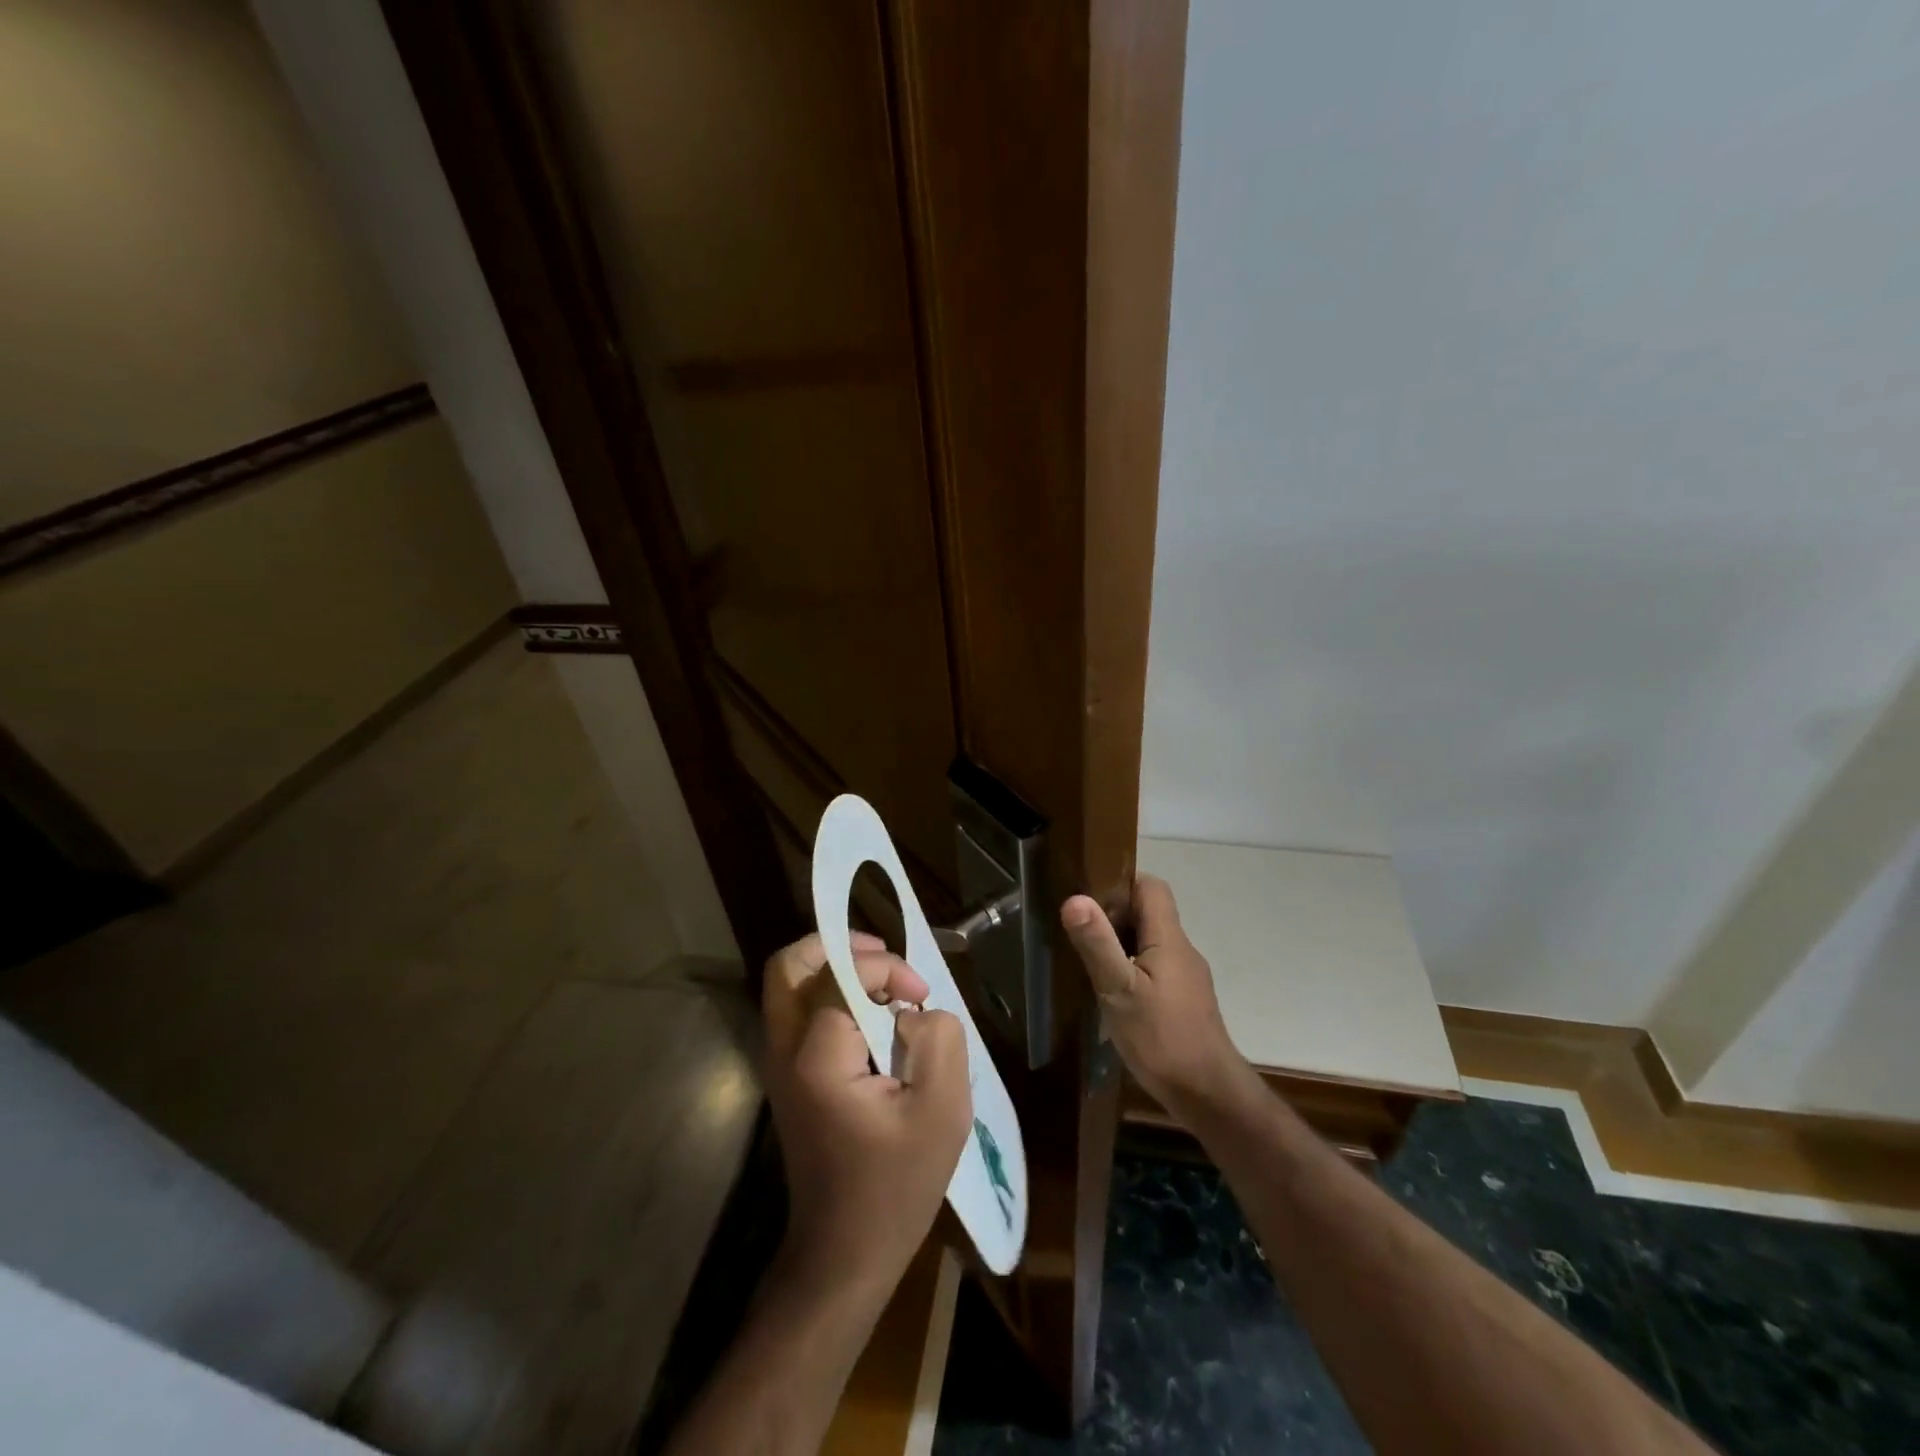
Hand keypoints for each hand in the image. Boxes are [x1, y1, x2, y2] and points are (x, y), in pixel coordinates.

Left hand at [762, 931, 972, 1293]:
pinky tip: (871, 1013)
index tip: (921, 994)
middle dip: (836, 944)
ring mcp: (779, 1065)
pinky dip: (831, 994)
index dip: (884, 968)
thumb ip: (938, 1040)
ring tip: (882, 979)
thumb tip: (916, 1010)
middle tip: (882, 953)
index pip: (839, 974)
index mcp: (816, 1057)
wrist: (843, 1255)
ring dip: (833, 967)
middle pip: (788, 965)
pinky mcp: (788, 1078)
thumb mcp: (941, 1111)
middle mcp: (784, 1051)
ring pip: (789, 985)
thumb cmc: (895, 1187)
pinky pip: (799, 1011)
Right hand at [1061, 875, 1253, 1114]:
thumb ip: (1097, 944)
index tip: (1088, 894)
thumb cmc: (1162, 1038)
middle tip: (1079, 930)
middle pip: (1149, 913)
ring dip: (1121, 943)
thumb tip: (1074, 898)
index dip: (1121, 882)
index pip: (1151, 886)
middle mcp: (1182, 950)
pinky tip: (1112, 994)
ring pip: (1151, 942)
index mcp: (1169, 938)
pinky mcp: (1184, 1000)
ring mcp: (1186, 977)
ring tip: (1088, 960)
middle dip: (1114, 914)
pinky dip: (1132, 969)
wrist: (1208, 1095)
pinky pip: (1155, 968)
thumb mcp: (1119, 990)